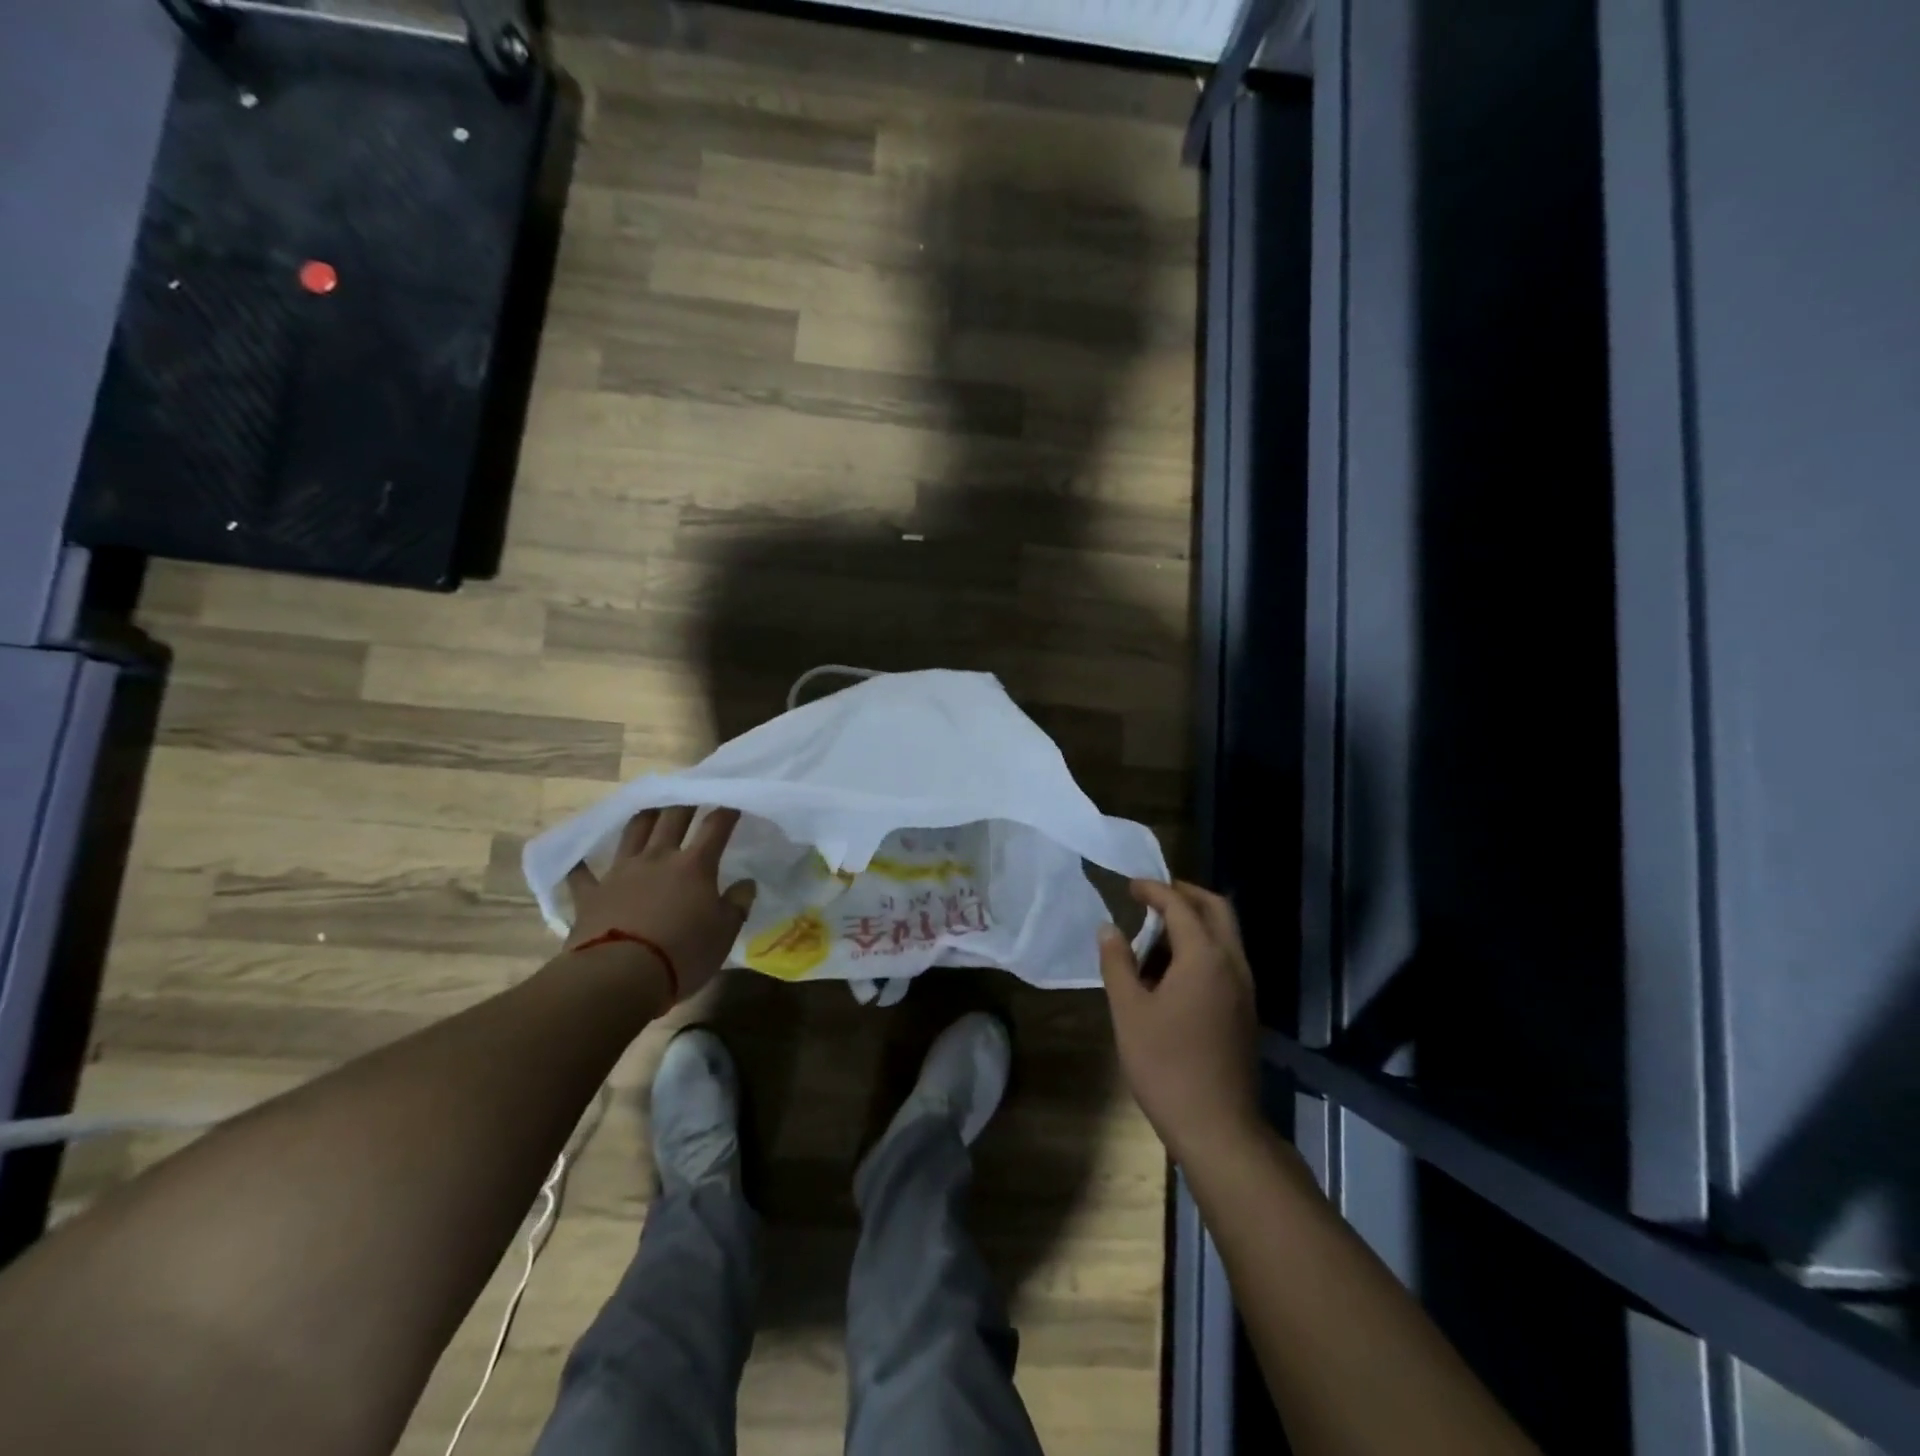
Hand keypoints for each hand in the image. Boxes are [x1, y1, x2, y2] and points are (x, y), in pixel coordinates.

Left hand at [565, 806, 756, 1003]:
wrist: (618, 976)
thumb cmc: (682, 953)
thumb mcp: (724, 933)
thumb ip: (737, 904)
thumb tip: (746, 883)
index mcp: (694, 865)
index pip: (716, 826)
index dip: (727, 809)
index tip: (735, 798)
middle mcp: (657, 858)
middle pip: (672, 818)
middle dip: (685, 801)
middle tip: (691, 789)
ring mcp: (620, 873)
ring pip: (632, 833)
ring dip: (644, 816)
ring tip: (651, 807)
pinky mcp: (590, 894)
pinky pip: (582, 874)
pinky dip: (581, 865)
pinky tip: (578, 858)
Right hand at [1098, 880, 1259, 1164]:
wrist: (1218, 1127)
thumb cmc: (1166, 1065)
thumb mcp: (1129, 1011)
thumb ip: (1117, 963)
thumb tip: (1109, 928)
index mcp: (1204, 957)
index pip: (1180, 905)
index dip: (1153, 890)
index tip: (1129, 885)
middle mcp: (1232, 963)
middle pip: (1216, 909)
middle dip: (1185, 895)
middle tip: (1152, 896)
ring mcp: (1245, 988)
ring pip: (1225, 935)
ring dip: (1195, 921)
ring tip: (1155, 934)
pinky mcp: (1245, 1010)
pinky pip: (1226, 959)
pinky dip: (1203, 946)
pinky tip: (1172, 970)